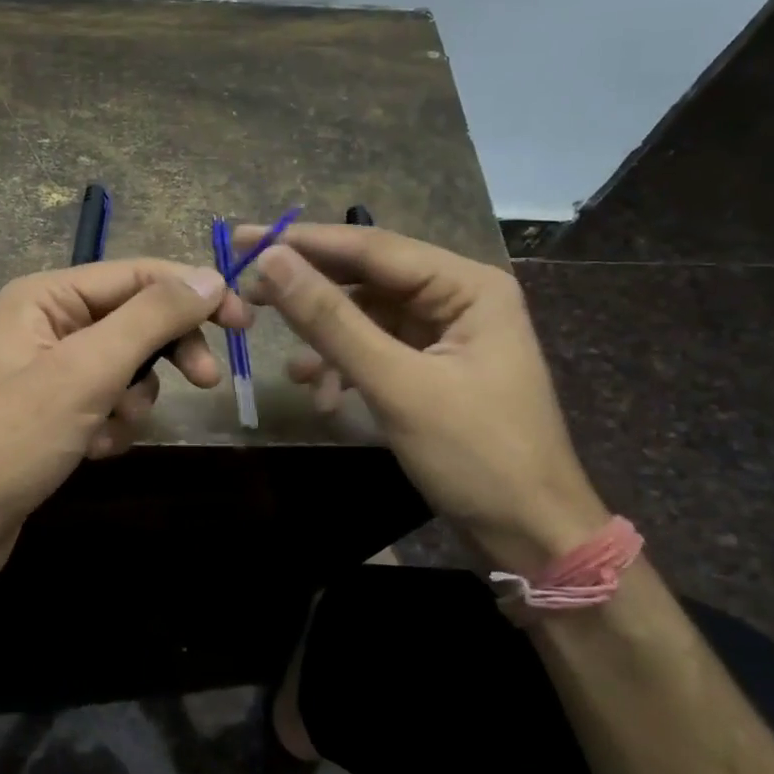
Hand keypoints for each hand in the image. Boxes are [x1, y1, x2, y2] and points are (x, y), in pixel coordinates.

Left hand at [0, 259, 250, 569]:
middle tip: (206, 381)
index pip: (137, 275)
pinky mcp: (54, 413)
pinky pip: (107, 403)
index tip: (243, 322)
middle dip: (166, 353)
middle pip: (135, 320)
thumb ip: (151, 319)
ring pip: (127, 368)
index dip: (193, 292)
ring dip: (132, 401)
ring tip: (109, 429)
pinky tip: (91, 451)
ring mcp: (50, 370)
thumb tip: (210, 278)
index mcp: (47, 297)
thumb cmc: (14, 438)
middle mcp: (48, 324)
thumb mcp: (88, 371)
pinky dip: (111, 426)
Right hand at [233, 223, 607, 574]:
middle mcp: (459, 298)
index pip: (373, 247)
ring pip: (367, 318)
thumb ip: (330, 320)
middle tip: (247, 294)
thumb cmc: (475, 455)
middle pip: (368, 279)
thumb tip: (270, 261)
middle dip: (310, 293)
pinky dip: (345, 369)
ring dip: (327, 343)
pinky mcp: (432, 369)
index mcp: (468, 286)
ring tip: (292, 371)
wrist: (529, 535)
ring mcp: (446, 335)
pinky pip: (376, 351)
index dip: (304, 242)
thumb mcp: (396, 384)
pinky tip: (321, 397)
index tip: (243, 238)